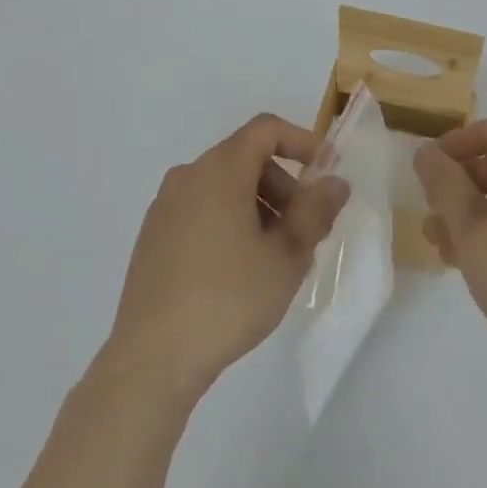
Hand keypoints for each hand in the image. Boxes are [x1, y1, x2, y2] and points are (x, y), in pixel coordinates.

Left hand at [105, 114, 348, 400]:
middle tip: (305, 231)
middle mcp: (189, 175)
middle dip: (283, 185)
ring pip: (224, 186)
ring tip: (275, 257)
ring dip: (258, 206)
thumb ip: (316, 211)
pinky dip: (229, 220)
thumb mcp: (287, 256)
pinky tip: (239, 269)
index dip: (301, 142)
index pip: (266, 130)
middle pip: (246, 159)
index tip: (325, 172)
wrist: (151, 358)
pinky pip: (201, 208)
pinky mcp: (153, 235)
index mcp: (220, 169)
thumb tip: (335, 182)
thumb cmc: (228, 298)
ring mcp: (165, 205)